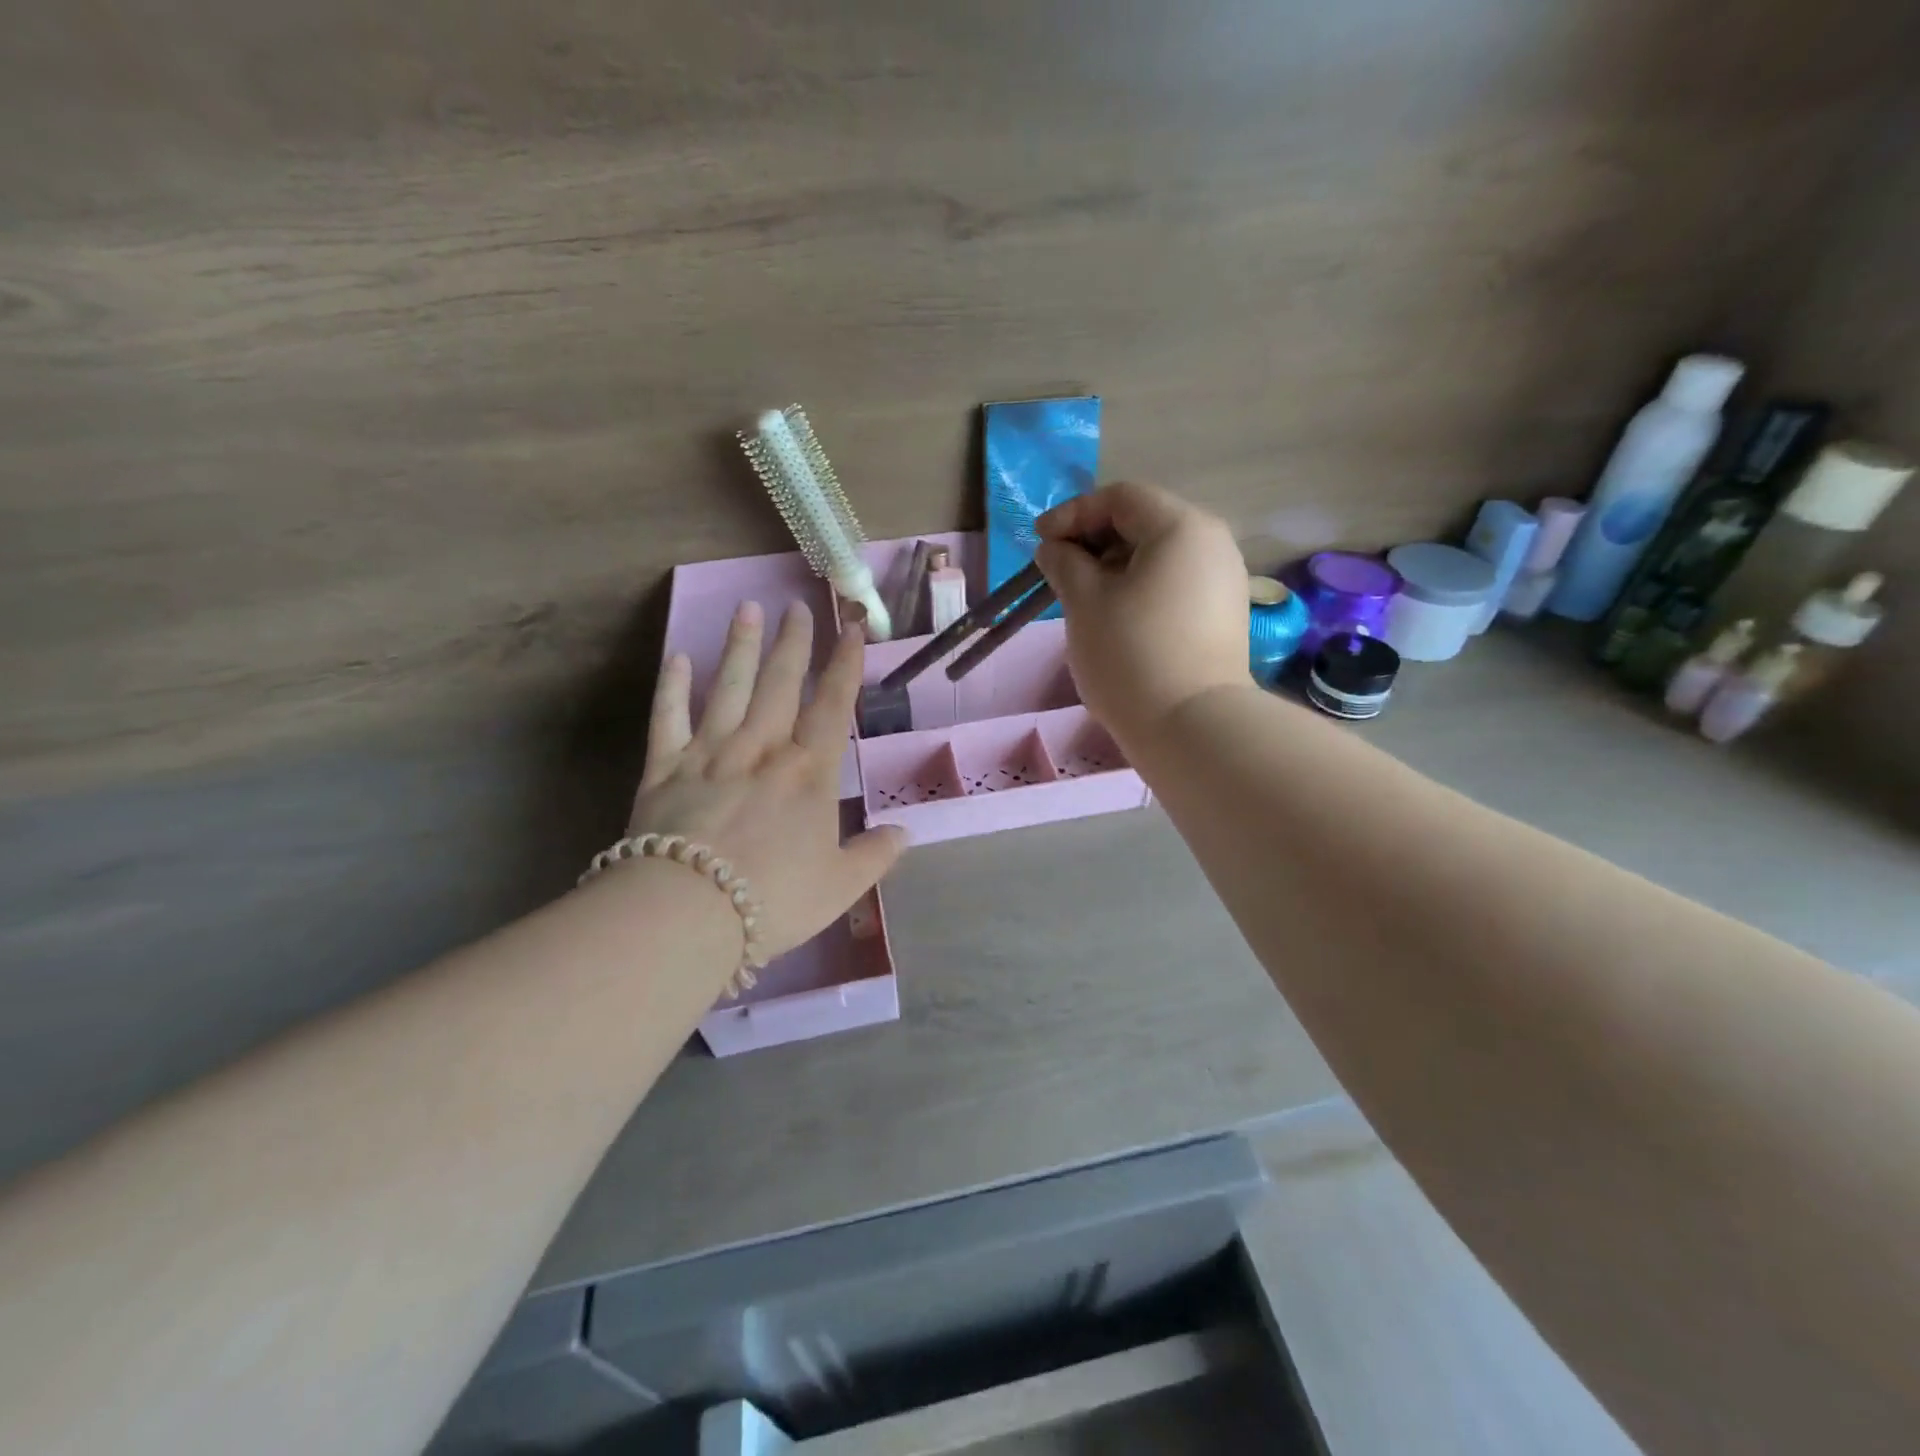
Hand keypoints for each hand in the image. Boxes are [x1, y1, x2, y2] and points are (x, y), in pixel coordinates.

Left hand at [629, 602, 906, 961]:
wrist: (687, 912)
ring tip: (747, 608)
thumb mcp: (840, 886)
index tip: (851, 630)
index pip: (832, 706)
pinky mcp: (664, 768)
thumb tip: (904, 833)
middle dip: (792, 643)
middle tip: (796, 605)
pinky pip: (669, 718)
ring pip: (728, 687)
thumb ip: (874, 856)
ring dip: (739, 646)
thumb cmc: (773, 899)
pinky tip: (678, 657)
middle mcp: (762, 749)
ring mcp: (710, 753)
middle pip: (780, 683)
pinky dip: (672, 686)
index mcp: (808, 772)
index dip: (845, 666)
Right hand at [1035, 483, 1250, 742]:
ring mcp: (1225, 582)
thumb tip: (1055, 548)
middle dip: (1095, 541)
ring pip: (1160, 557)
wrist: (1191, 726)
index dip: (1074, 513)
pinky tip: (1117, 619)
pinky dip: (1141, 589)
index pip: (1122, 498)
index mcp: (1182, 527)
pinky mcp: (1224, 617)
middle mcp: (1213, 544)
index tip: (1040, 541)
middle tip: (1059, 570)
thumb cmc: (1130, 653)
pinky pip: (1175, 585)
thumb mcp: (1084, 601)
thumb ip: (1064, 562)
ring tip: (1083, 597)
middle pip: (1145, 523)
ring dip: (1116, 567)